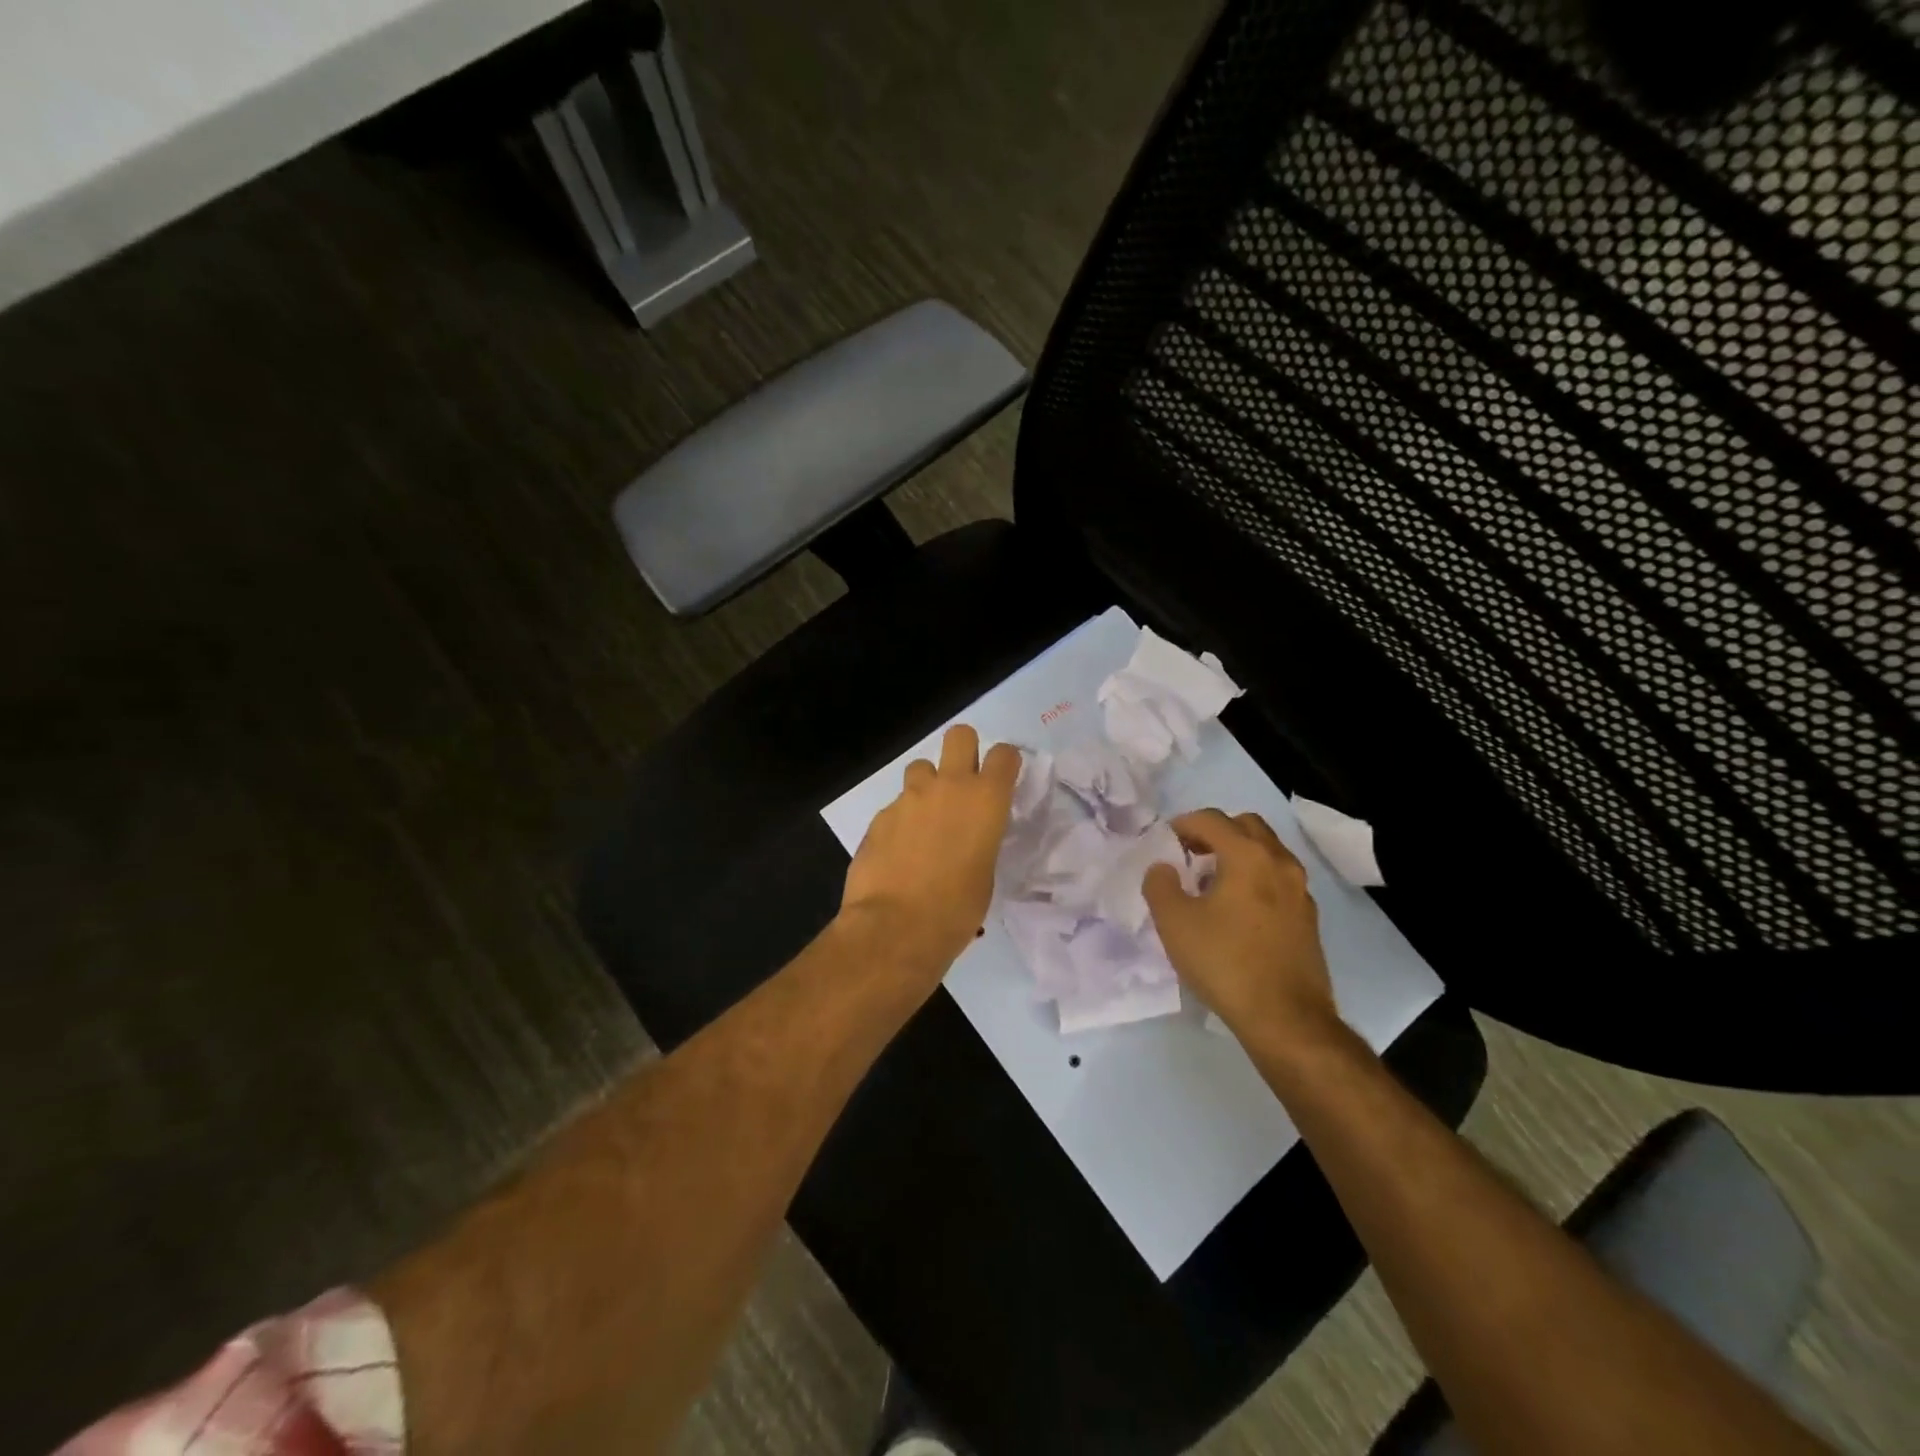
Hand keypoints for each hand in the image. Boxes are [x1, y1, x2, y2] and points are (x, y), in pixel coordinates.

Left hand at [840, 724, 1020, 979]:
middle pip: (959, 736)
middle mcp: (948, 787)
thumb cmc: (956, 909)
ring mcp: (909, 798)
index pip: (1004, 754)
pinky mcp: (880, 816)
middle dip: (963, 751)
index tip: (1002, 779)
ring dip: (927, 785)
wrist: (895, 927)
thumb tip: (970, 837)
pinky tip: (900, 851)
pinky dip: (902, 820)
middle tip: (963, 782)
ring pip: (920, 767)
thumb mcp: (985, 873)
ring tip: (926, 819)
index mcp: (986, 800)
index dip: (1005, 763)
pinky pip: (896, 805)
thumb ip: (981, 839)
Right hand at [1143, 809, 1341, 1057]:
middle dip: (1215, 832)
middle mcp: (1280, 863)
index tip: (1164, 842)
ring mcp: (1300, 891)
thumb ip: (1160, 885)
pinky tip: (1236, 911)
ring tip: (1211, 884)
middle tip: (1190, 854)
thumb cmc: (1225, 962)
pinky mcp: (1308, 918)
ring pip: (1267, 853)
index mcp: (1248, 855)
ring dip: (1238, 855)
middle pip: (1246, 826)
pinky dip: (1255, 879)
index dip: (1183, 824)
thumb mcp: (1174, 922)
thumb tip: (1164, 868)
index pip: (1212, 819)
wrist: (1286, 1018)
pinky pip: (1278, 880)